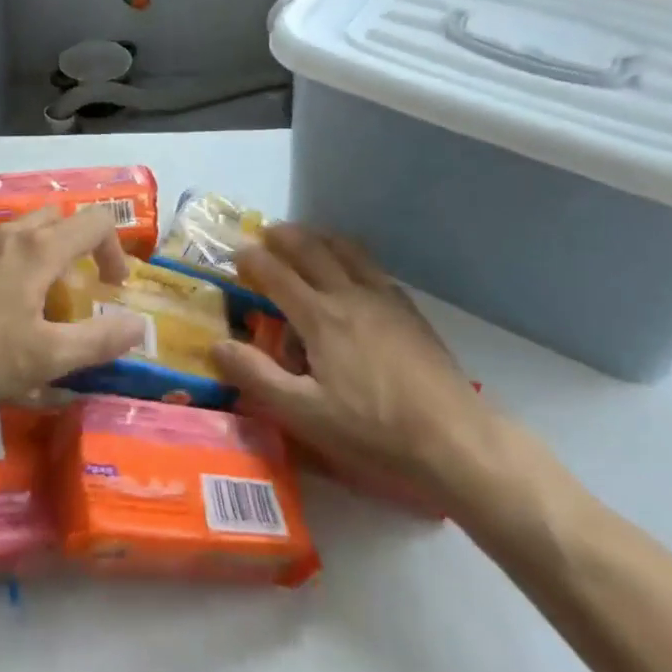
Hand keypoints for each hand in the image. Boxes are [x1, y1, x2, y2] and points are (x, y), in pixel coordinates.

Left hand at [0, 208, 147, 415]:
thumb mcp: (45, 357)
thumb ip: (98, 340)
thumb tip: (139, 326)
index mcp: (39, 249)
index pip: (96, 222)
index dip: (115, 249)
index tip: (113, 287)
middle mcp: (7, 234)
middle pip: (57, 219)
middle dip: (77, 247)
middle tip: (73, 292)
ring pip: (19, 232)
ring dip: (39, 256)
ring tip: (29, 304)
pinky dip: (4, 265)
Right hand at [212, 224, 511, 518]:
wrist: (454, 439)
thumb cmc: (373, 431)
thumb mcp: (306, 414)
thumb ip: (258, 376)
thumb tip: (217, 344)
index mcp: (320, 317)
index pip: (277, 274)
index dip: (253, 259)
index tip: (236, 252)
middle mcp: (348, 295)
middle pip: (311, 250)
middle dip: (284, 236)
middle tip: (266, 232)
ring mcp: (383, 298)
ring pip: (346, 250)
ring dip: (319, 236)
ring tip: (306, 236)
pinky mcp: (408, 310)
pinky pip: (372, 266)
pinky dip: (351, 254)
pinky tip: (353, 269)